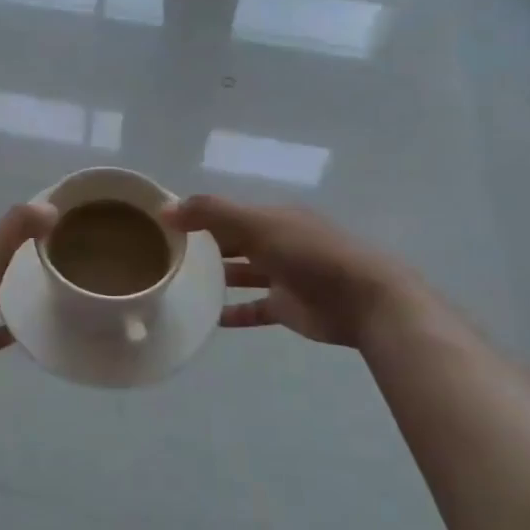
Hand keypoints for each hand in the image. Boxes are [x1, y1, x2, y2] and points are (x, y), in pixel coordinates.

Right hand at [160, 195, 427, 350]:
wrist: (366, 300)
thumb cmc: (310, 254)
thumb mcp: (258, 225)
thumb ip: (212, 214)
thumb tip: (165, 210)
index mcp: (272, 217)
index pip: (227, 213)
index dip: (197, 216)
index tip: (164, 226)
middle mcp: (276, 242)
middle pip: (233, 242)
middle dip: (204, 246)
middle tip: (165, 256)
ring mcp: (283, 276)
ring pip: (242, 274)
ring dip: (216, 278)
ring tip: (180, 285)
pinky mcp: (287, 308)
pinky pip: (253, 309)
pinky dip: (233, 312)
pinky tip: (208, 319)